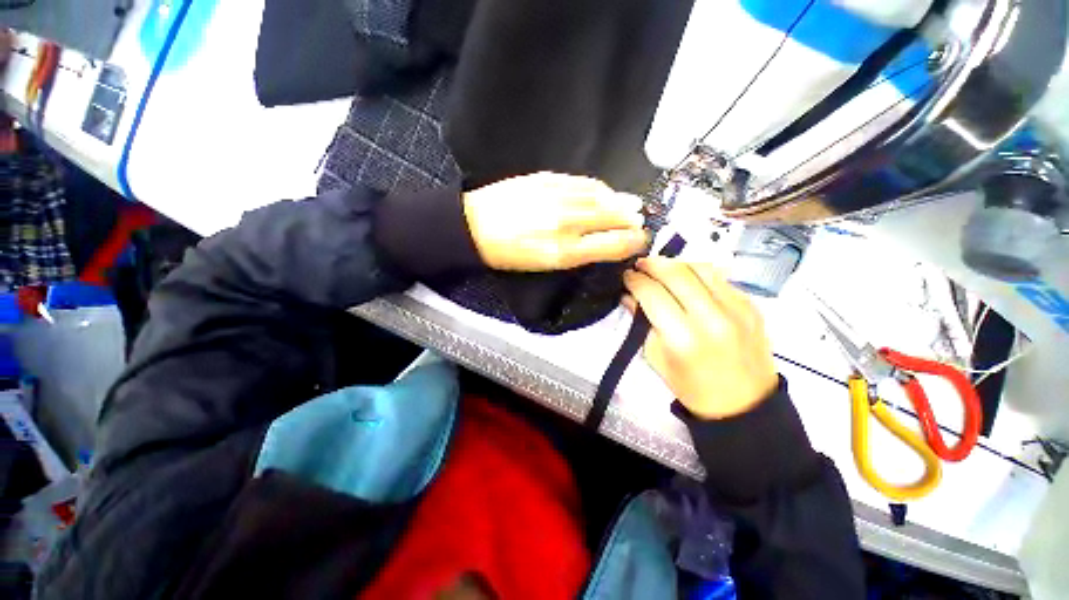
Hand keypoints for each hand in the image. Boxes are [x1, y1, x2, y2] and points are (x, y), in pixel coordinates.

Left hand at [463, 172, 647, 270]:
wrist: (474, 226)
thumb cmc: (508, 253)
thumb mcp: (544, 264)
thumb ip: (577, 253)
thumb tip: (604, 243)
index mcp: (563, 250)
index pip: (611, 243)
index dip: (632, 241)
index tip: (641, 240)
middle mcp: (564, 222)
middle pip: (611, 216)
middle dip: (631, 219)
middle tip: (640, 221)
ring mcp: (556, 196)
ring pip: (600, 196)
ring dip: (620, 200)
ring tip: (630, 205)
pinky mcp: (546, 178)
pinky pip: (582, 181)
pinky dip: (599, 187)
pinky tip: (604, 191)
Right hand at [623, 258, 777, 419]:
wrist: (744, 404)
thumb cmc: (692, 387)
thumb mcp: (656, 358)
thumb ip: (642, 323)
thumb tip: (629, 296)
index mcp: (682, 338)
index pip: (652, 294)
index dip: (635, 280)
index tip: (626, 276)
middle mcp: (711, 318)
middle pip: (676, 273)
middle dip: (652, 264)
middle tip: (640, 264)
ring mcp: (736, 309)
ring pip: (700, 268)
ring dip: (675, 263)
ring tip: (661, 267)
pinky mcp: (751, 305)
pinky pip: (719, 277)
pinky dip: (697, 273)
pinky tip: (687, 280)